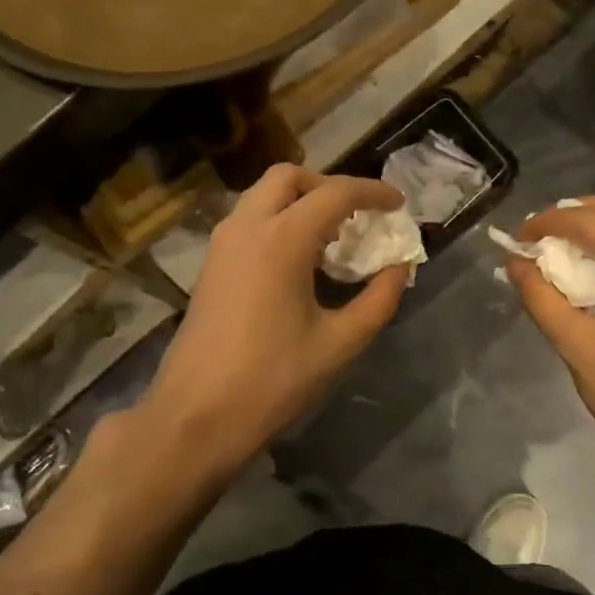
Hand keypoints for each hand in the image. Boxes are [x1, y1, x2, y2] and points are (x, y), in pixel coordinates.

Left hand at [133, 164, 408, 490]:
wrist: (195, 417)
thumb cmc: (272, 381)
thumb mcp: (339, 344)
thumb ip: (378, 300)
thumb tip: (400, 268)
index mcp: (282, 240)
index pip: (335, 193)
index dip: (372, 192)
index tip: (398, 204)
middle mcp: (246, 228)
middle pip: (288, 177)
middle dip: (328, 186)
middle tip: (357, 216)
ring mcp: (221, 245)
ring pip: (263, 196)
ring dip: (300, 202)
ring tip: (331, 239)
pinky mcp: (210, 266)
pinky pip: (248, 221)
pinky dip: (278, 221)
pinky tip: (298, 262)